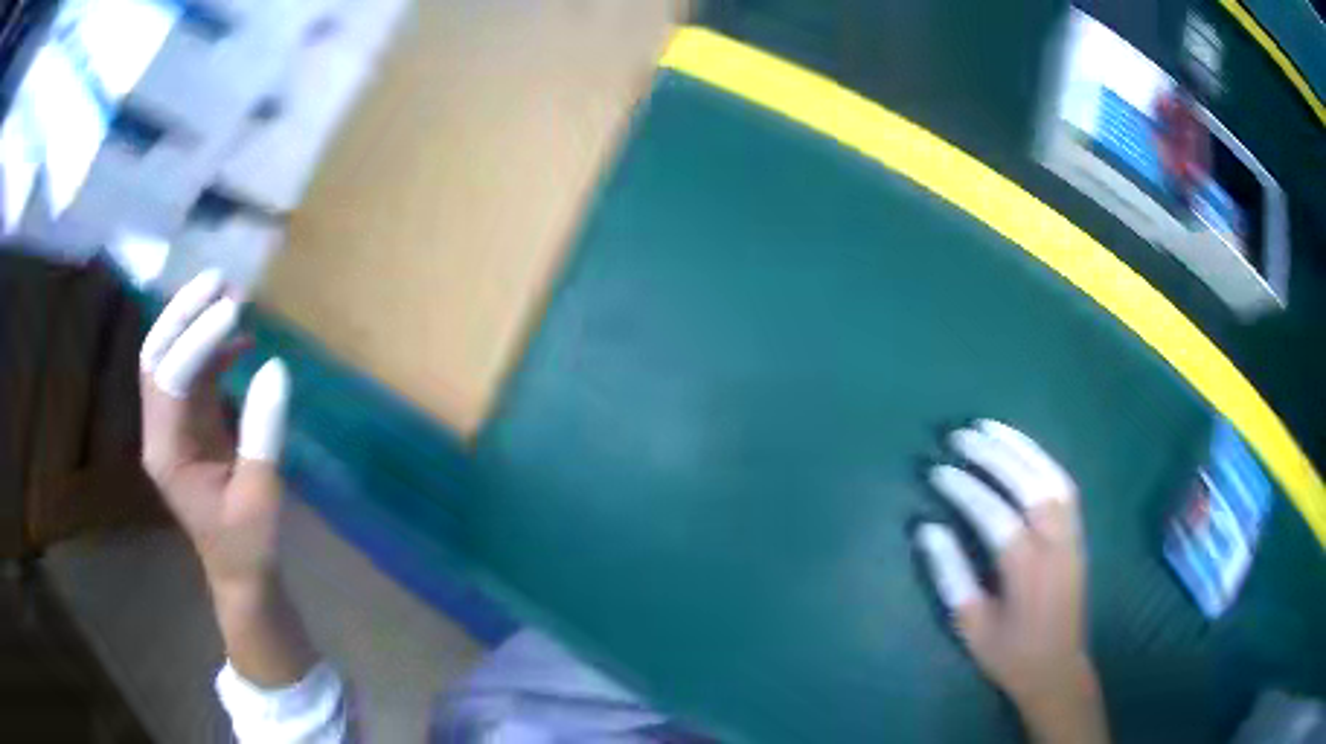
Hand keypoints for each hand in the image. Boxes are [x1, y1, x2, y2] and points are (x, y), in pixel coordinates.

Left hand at [139, 270, 289, 589]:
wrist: (239, 572)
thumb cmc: (248, 544)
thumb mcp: (261, 493)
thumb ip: (264, 430)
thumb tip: (276, 367)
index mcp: (167, 452)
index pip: (171, 378)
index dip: (200, 340)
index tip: (236, 311)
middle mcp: (159, 431)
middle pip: (156, 354)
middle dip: (182, 313)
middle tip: (218, 280)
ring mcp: (170, 426)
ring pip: (169, 356)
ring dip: (194, 321)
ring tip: (230, 293)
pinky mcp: (186, 425)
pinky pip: (190, 373)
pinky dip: (210, 348)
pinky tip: (240, 336)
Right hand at [916, 420, 1106, 743]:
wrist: (1058, 668)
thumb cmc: (1010, 653)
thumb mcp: (972, 625)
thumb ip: (951, 575)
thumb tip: (927, 529)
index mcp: (1026, 572)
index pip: (995, 516)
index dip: (965, 489)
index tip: (937, 470)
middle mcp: (1055, 545)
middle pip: (1029, 486)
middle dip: (994, 455)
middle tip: (960, 435)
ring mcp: (1072, 535)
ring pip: (1051, 477)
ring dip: (1021, 447)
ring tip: (990, 427)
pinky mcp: (1078, 533)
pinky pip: (1064, 484)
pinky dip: (1041, 460)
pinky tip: (1021, 449)